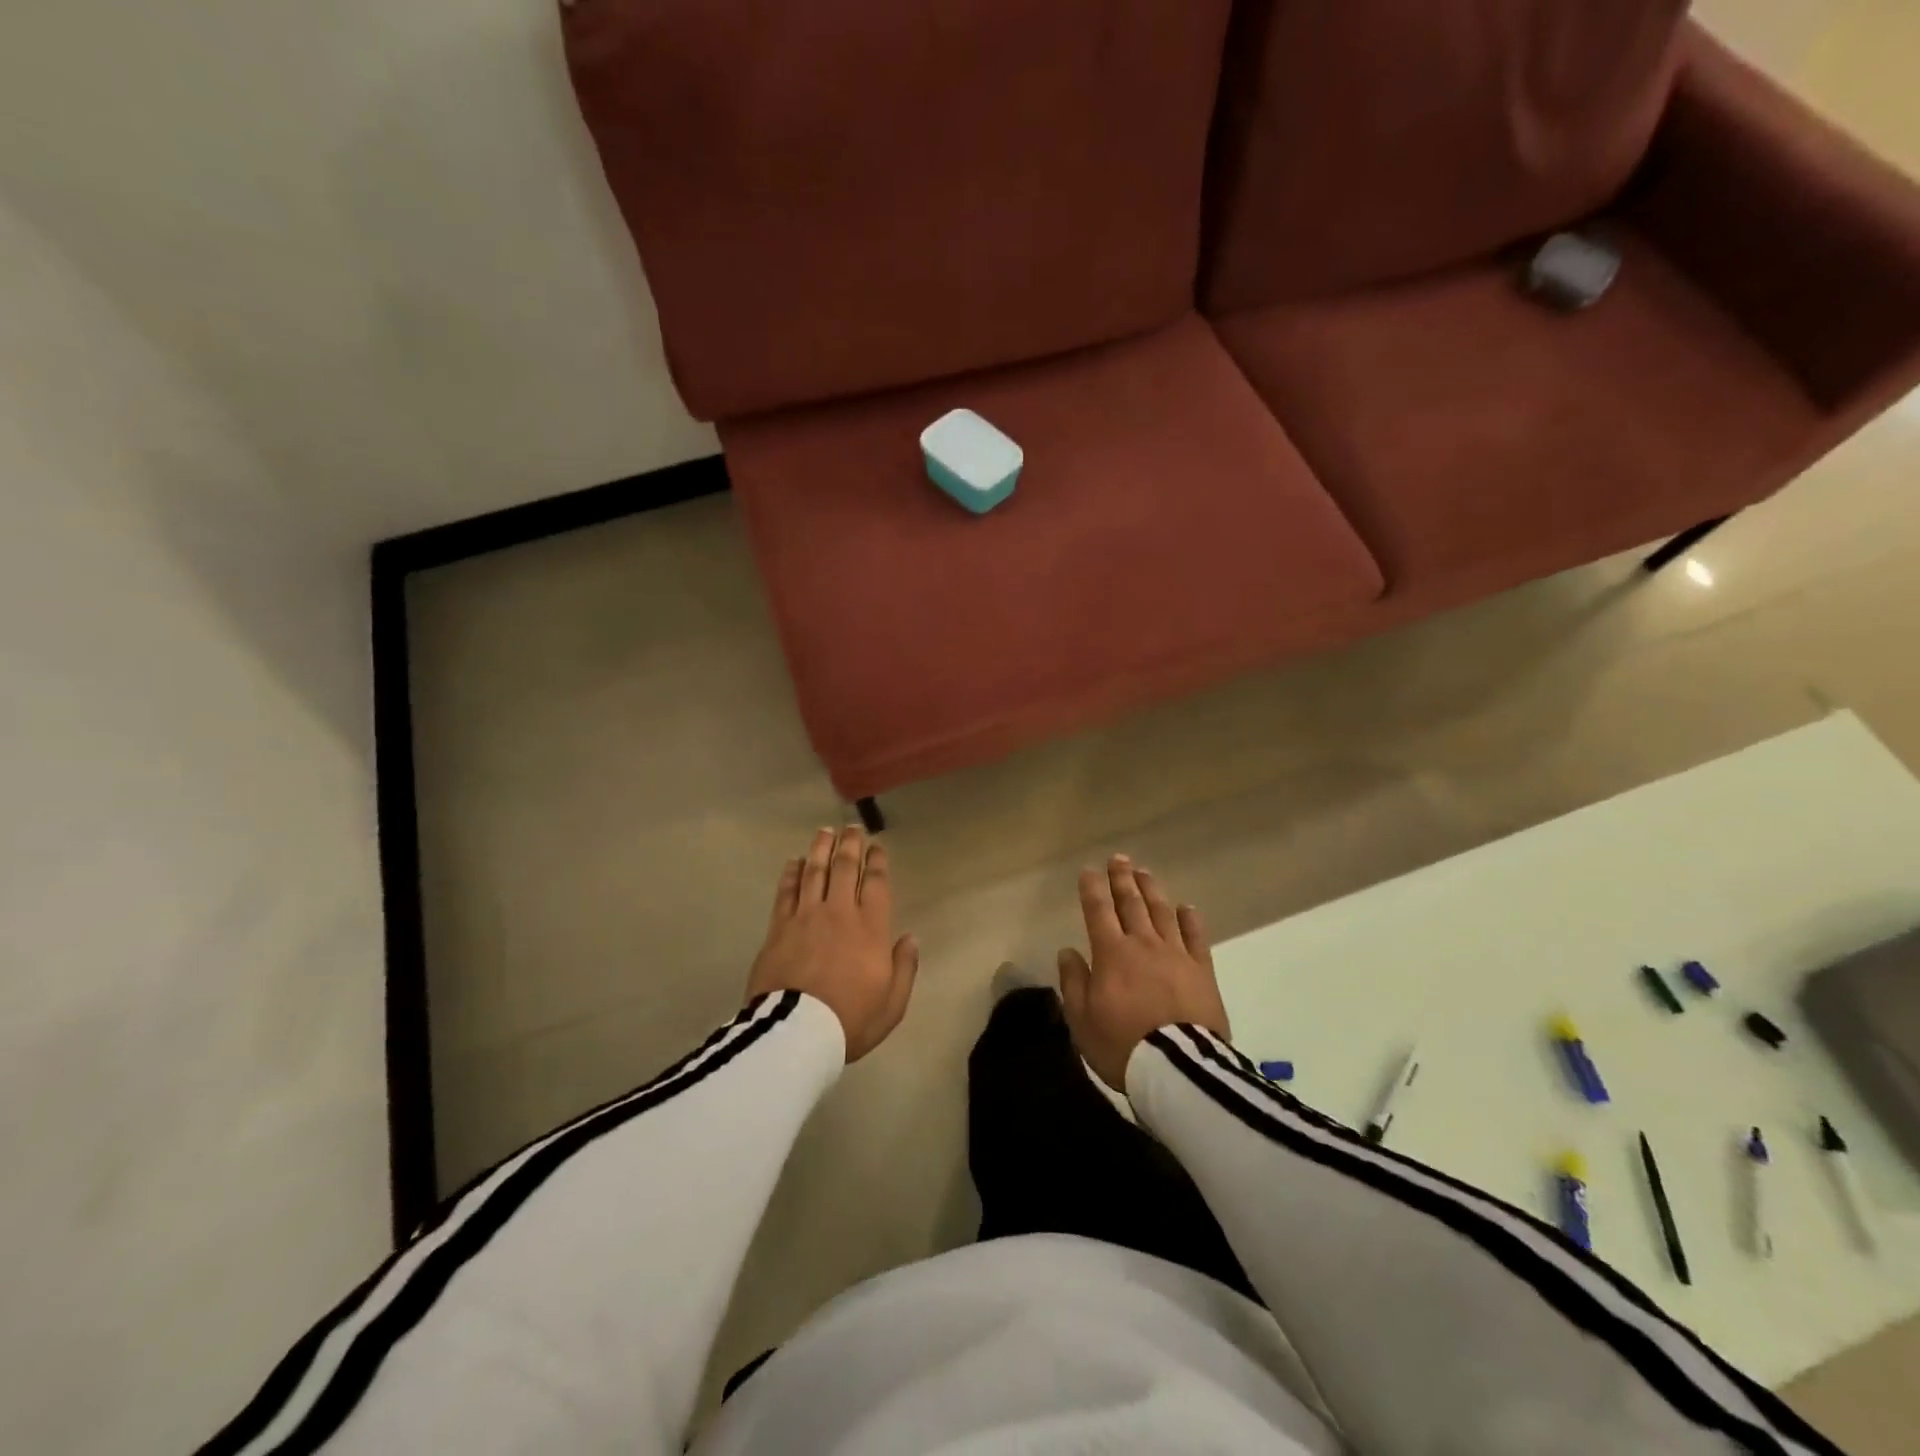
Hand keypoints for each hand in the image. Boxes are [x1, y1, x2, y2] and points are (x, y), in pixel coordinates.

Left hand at [745, 826, 918, 1061]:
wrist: (796, 1033)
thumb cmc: (850, 1019)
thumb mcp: (892, 1003)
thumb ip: (904, 967)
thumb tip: (910, 938)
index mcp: (870, 928)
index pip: (875, 883)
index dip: (877, 861)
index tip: (877, 846)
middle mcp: (839, 913)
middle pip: (844, 868)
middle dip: (850, 845)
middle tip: (851, 828)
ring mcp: (805, 917)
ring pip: (814, 872)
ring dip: (820, 849)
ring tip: (824, 831)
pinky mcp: (778, 928)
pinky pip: (786, 892)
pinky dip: (791, 873)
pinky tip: (794, 862)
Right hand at [1058, 855, 1229, 1091]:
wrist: (1178, 1069)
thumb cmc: (1122, 1045)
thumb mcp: (1081, 1020)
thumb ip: (1073, 982)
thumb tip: (1068, 951)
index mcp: (1111, 954)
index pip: (1098, 911)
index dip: (1092, 889)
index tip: (1089, 871)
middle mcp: (1143, 944)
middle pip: (1131, 903)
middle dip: (1122, 879)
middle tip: (1119, 859)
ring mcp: (1176, 954)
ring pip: (1161, 912)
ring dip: (1151, 890)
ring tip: (1144, 873)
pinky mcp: (1203, 970)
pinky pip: (1196, 937)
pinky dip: (1190, 919)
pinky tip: (1186, 907)